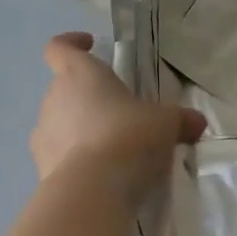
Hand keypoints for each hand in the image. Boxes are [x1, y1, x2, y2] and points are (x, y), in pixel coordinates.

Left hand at [29, 32, 205, 192]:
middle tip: (118, 111)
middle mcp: (53, 98)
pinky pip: (58, 155)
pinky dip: (75, 159)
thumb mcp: (165, 124)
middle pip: (64, 87)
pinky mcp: (40, 167)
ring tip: (110, 148)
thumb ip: (180, 120)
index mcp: (79, 74)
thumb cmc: (128, 137)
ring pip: (59, 122)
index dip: (72, 43)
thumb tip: (196, 122)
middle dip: (87, 96)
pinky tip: (100, 174)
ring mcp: (42, 134)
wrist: (93, 191)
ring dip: (79, 129)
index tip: (89, 45)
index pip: (59, 48)